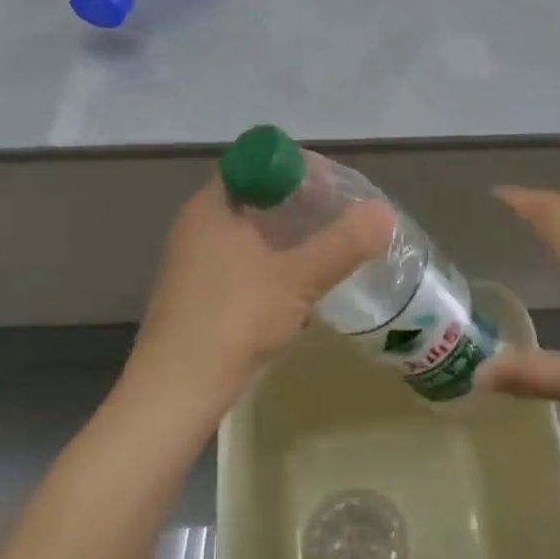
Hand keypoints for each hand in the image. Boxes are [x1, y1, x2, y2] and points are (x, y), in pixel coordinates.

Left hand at [124, 178, 393, 423]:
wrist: (175, 395)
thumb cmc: (233, 320)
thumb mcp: (297, 278)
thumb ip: (343, 244)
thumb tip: (384, 212)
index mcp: (213, 206)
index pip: (259, 163)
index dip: (299, 168)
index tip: (334, 186)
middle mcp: (199, 225)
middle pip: (259, 198)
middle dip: (302, 205)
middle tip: (341, 216)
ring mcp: (196, 262)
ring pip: (253, 235)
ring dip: (290, 239)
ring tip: (330, 250)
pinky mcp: (200, 296)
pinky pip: (246, 265)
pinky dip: (275, 268)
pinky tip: (303, 290)